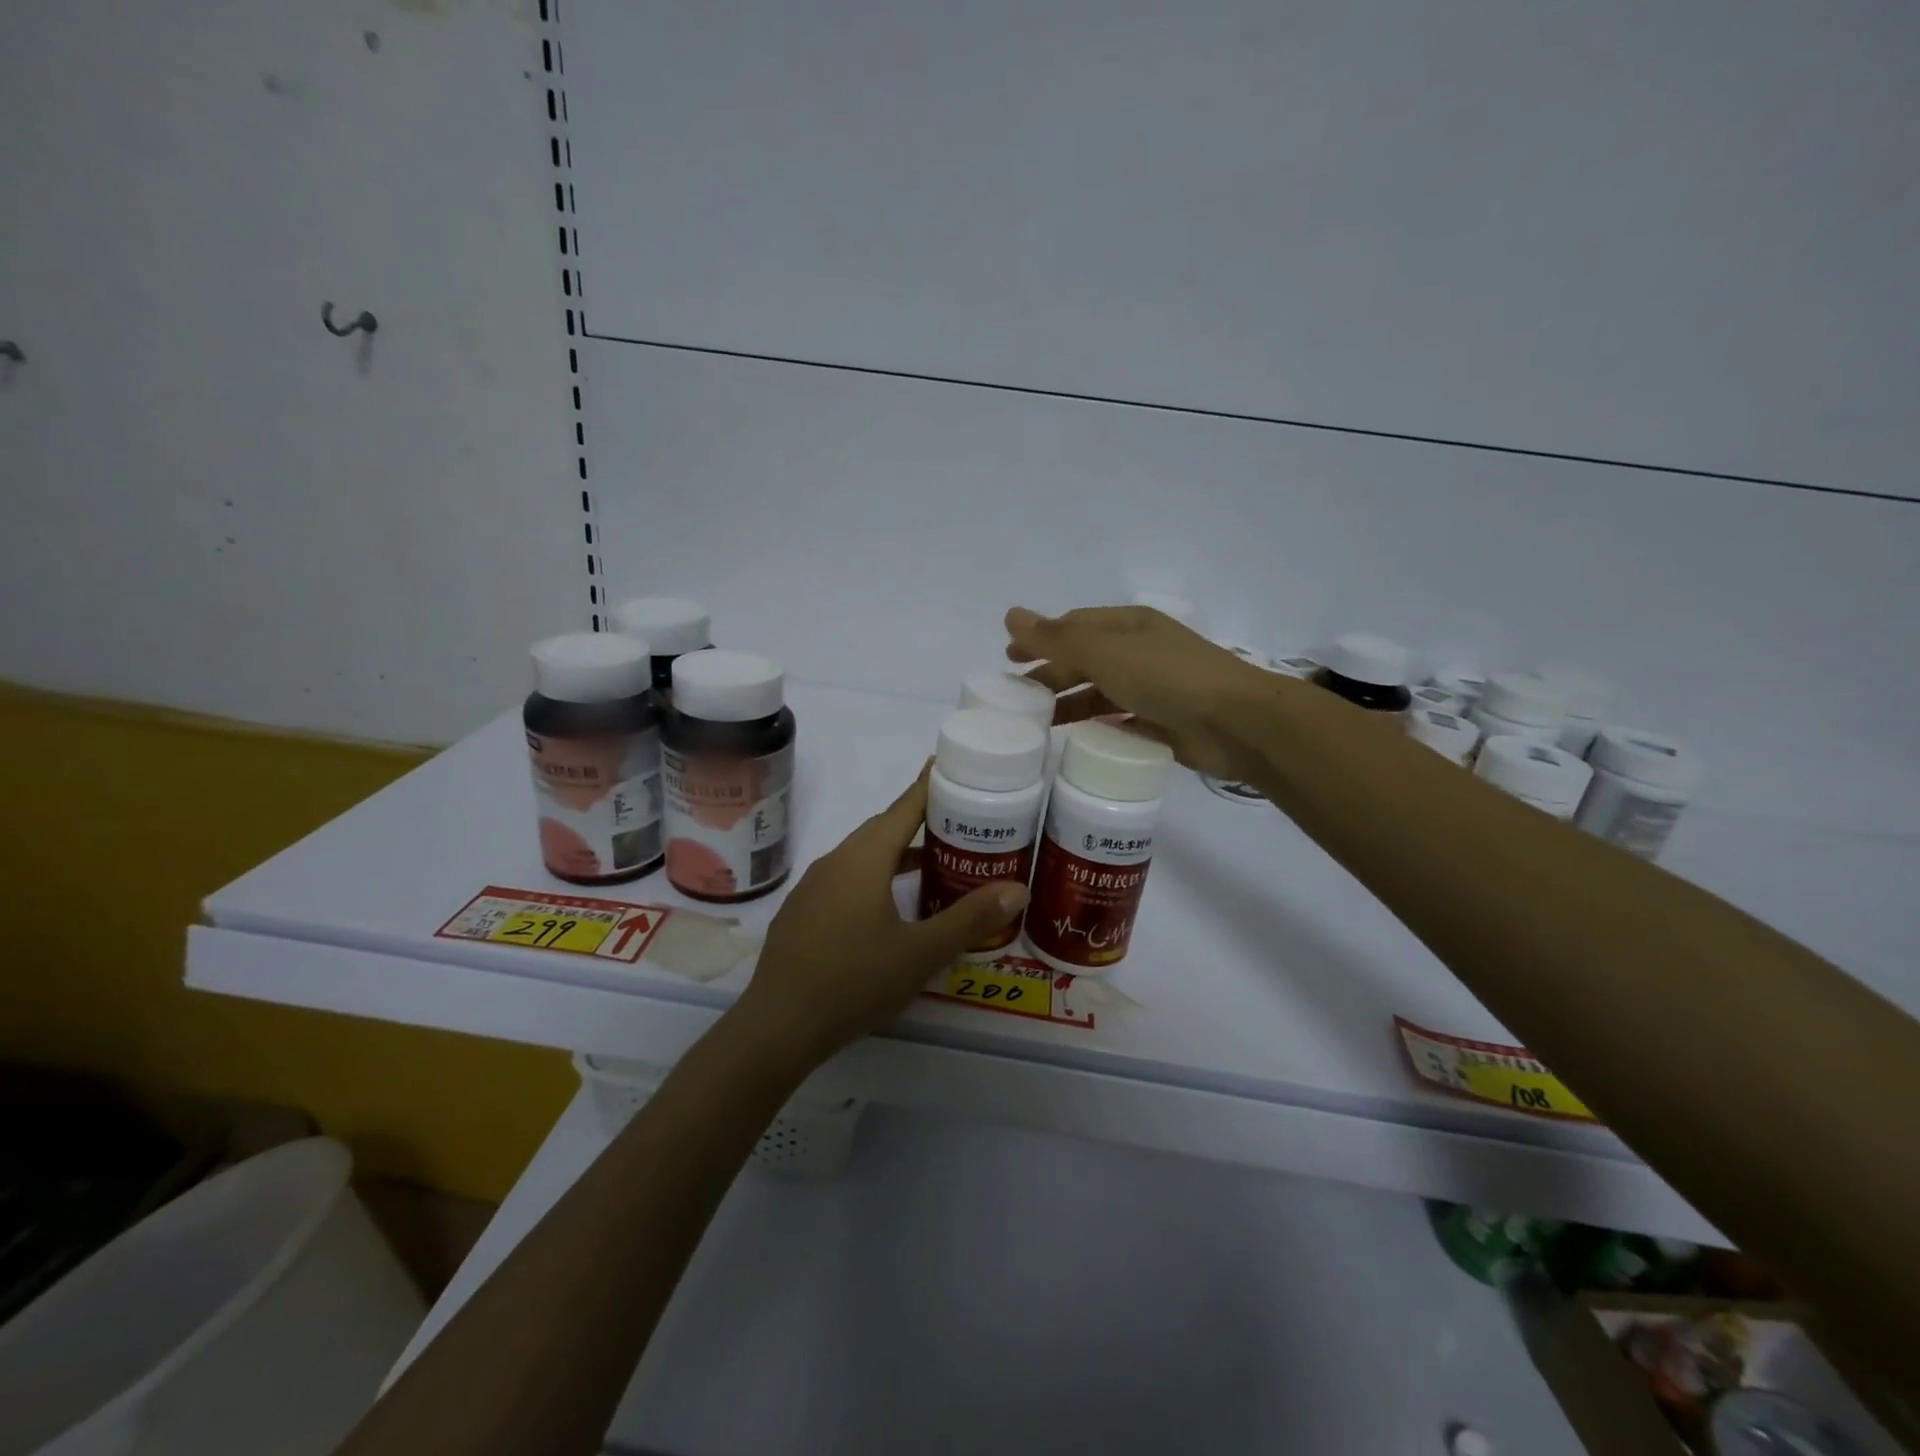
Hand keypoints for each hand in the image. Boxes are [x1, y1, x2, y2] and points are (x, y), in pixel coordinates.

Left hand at [734, 767, 1029, 1063]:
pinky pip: (846, 878)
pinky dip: (874, 876)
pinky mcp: (803, 912)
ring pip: (862, 855)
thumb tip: (1017, 889)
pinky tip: (889, 907)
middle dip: (919, 821)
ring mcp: (813, 887)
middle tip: (958, 825)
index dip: (929, 785)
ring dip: (896, 853)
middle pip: (882, 828)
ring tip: (932, 865)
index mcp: (863, 860)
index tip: (950, 766)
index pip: (903, 808)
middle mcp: (835, 861)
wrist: (778, 1026)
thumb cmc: (854, 982)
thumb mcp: (921, 953)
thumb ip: (969, 919)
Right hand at [1005, 605, 1277, 778]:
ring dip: (1070, 702)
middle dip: (1051, 673)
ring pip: (1100, 692)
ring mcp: (1153, 688)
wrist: (1235, 722)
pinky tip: (1078, 738)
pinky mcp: (1162, 723)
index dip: (1040, 638)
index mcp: (1128, 625)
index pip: (1075, 626)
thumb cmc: (1166, 676)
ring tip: (1040, 722)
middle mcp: (1140, 652)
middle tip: (1018, 696)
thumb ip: (1055, 638)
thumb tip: (1010, 615)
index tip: (1009, 659)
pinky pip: (1120, 721)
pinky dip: (1098, 726)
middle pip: (1085, 659)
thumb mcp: (1103, 651)